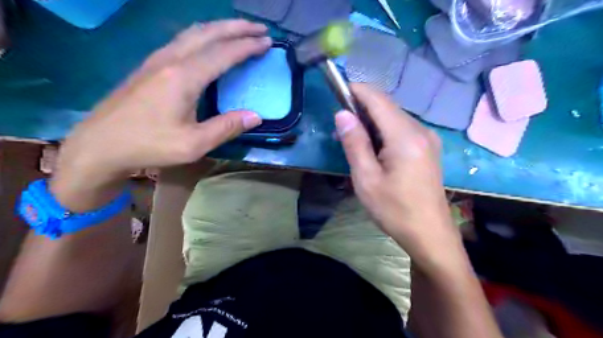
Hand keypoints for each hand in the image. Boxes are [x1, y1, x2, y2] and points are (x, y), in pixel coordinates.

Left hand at [50, 20, 272, 209]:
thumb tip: (256, 116)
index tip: (267, 42)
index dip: (247, 46)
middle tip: (260, 29)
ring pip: (194, 32)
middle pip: (209, 33)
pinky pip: (183, 40)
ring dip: (220, 28)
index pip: (223, 53)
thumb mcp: (194, 144)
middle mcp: (171, 59)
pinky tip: (210, 43)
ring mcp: (157, 59)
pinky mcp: (150, 65)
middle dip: (237, 27)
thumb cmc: (149, 145)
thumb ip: (227, 127)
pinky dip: (204, 35)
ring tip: (240, 31)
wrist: (101, 144)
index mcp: (184, 77)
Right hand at [334, 83, 462, 272]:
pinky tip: (374, 148)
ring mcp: (428, 139)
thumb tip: (342, 114)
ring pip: (394, 118)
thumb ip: (354, 143)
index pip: (378, 100)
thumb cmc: (394, 209)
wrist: (429, 233)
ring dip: (372, 122)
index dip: (357, 91)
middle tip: (341, 128)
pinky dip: (384, 131)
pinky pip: (402, 130)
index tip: (338, 92)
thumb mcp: (366, 178)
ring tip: (353, 141)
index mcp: (405, 137)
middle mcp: (421, 131)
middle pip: (387, 107)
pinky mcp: (429, 148)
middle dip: (362, 109)